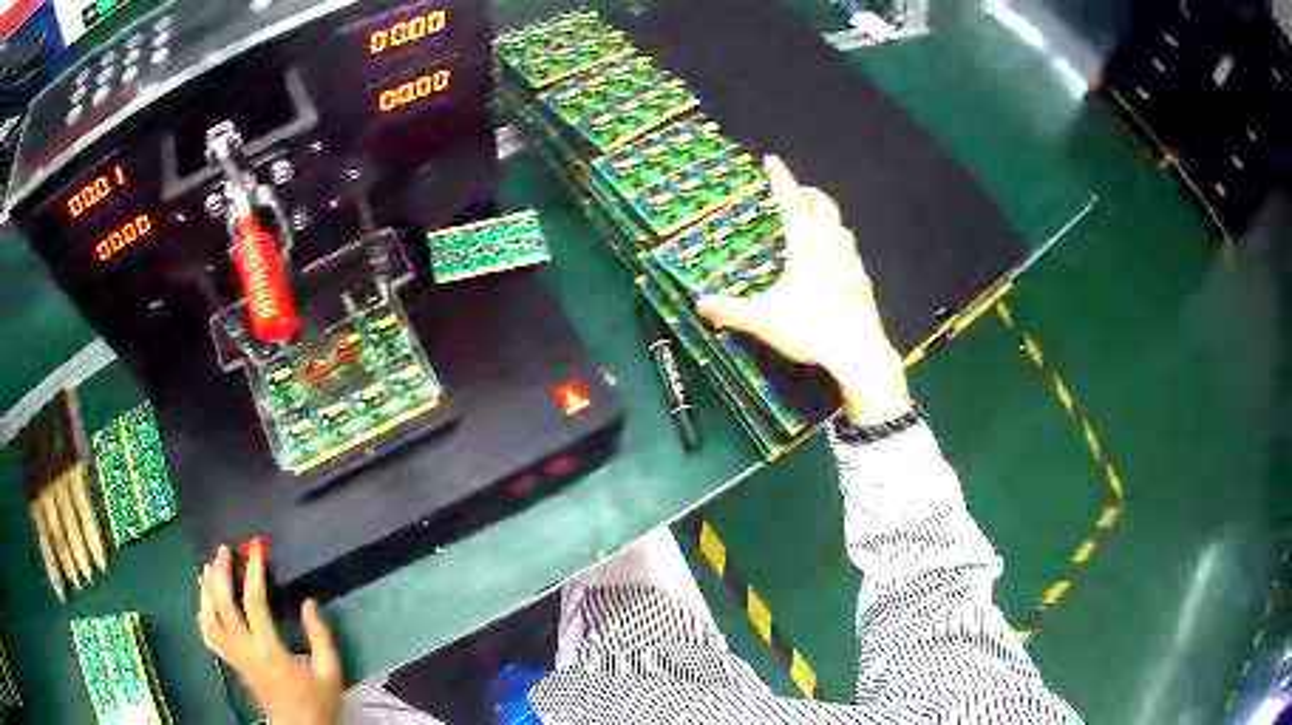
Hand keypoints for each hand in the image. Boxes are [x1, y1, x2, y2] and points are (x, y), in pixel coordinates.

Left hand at [198, 544, 341, 724]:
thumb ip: (320, 635)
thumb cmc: (318, 701)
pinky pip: (209, 636)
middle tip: (224, 550)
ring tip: (209, 568)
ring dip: (207, 590)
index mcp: (269, 649)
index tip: (257, 549)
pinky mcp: (232, 663)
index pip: (254, 602)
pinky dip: (203, 615)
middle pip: (222, 604)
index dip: (254, 573)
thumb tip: (307, 602)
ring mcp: (235, 657)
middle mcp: (245, 649)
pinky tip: (205, 602)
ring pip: (209, 618)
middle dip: (221, 573)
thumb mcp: (329, 670)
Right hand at [697, 156, 909, 423]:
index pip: (791, 201)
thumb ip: (732, 311)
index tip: (772, 160)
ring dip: (829, 218)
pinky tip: (838, 261)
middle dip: (811, 194)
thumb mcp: (764, 319)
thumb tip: (700, 305)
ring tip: (819, 223)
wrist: (857, 351)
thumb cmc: (809, 327)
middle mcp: (830, 245)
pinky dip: (841, 246)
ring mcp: (851, 262)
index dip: (781, 178)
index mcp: (806, 243)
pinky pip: (852, 253)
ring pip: (842, 228)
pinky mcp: (863, 282)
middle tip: (800, 193)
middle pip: (824, 206)